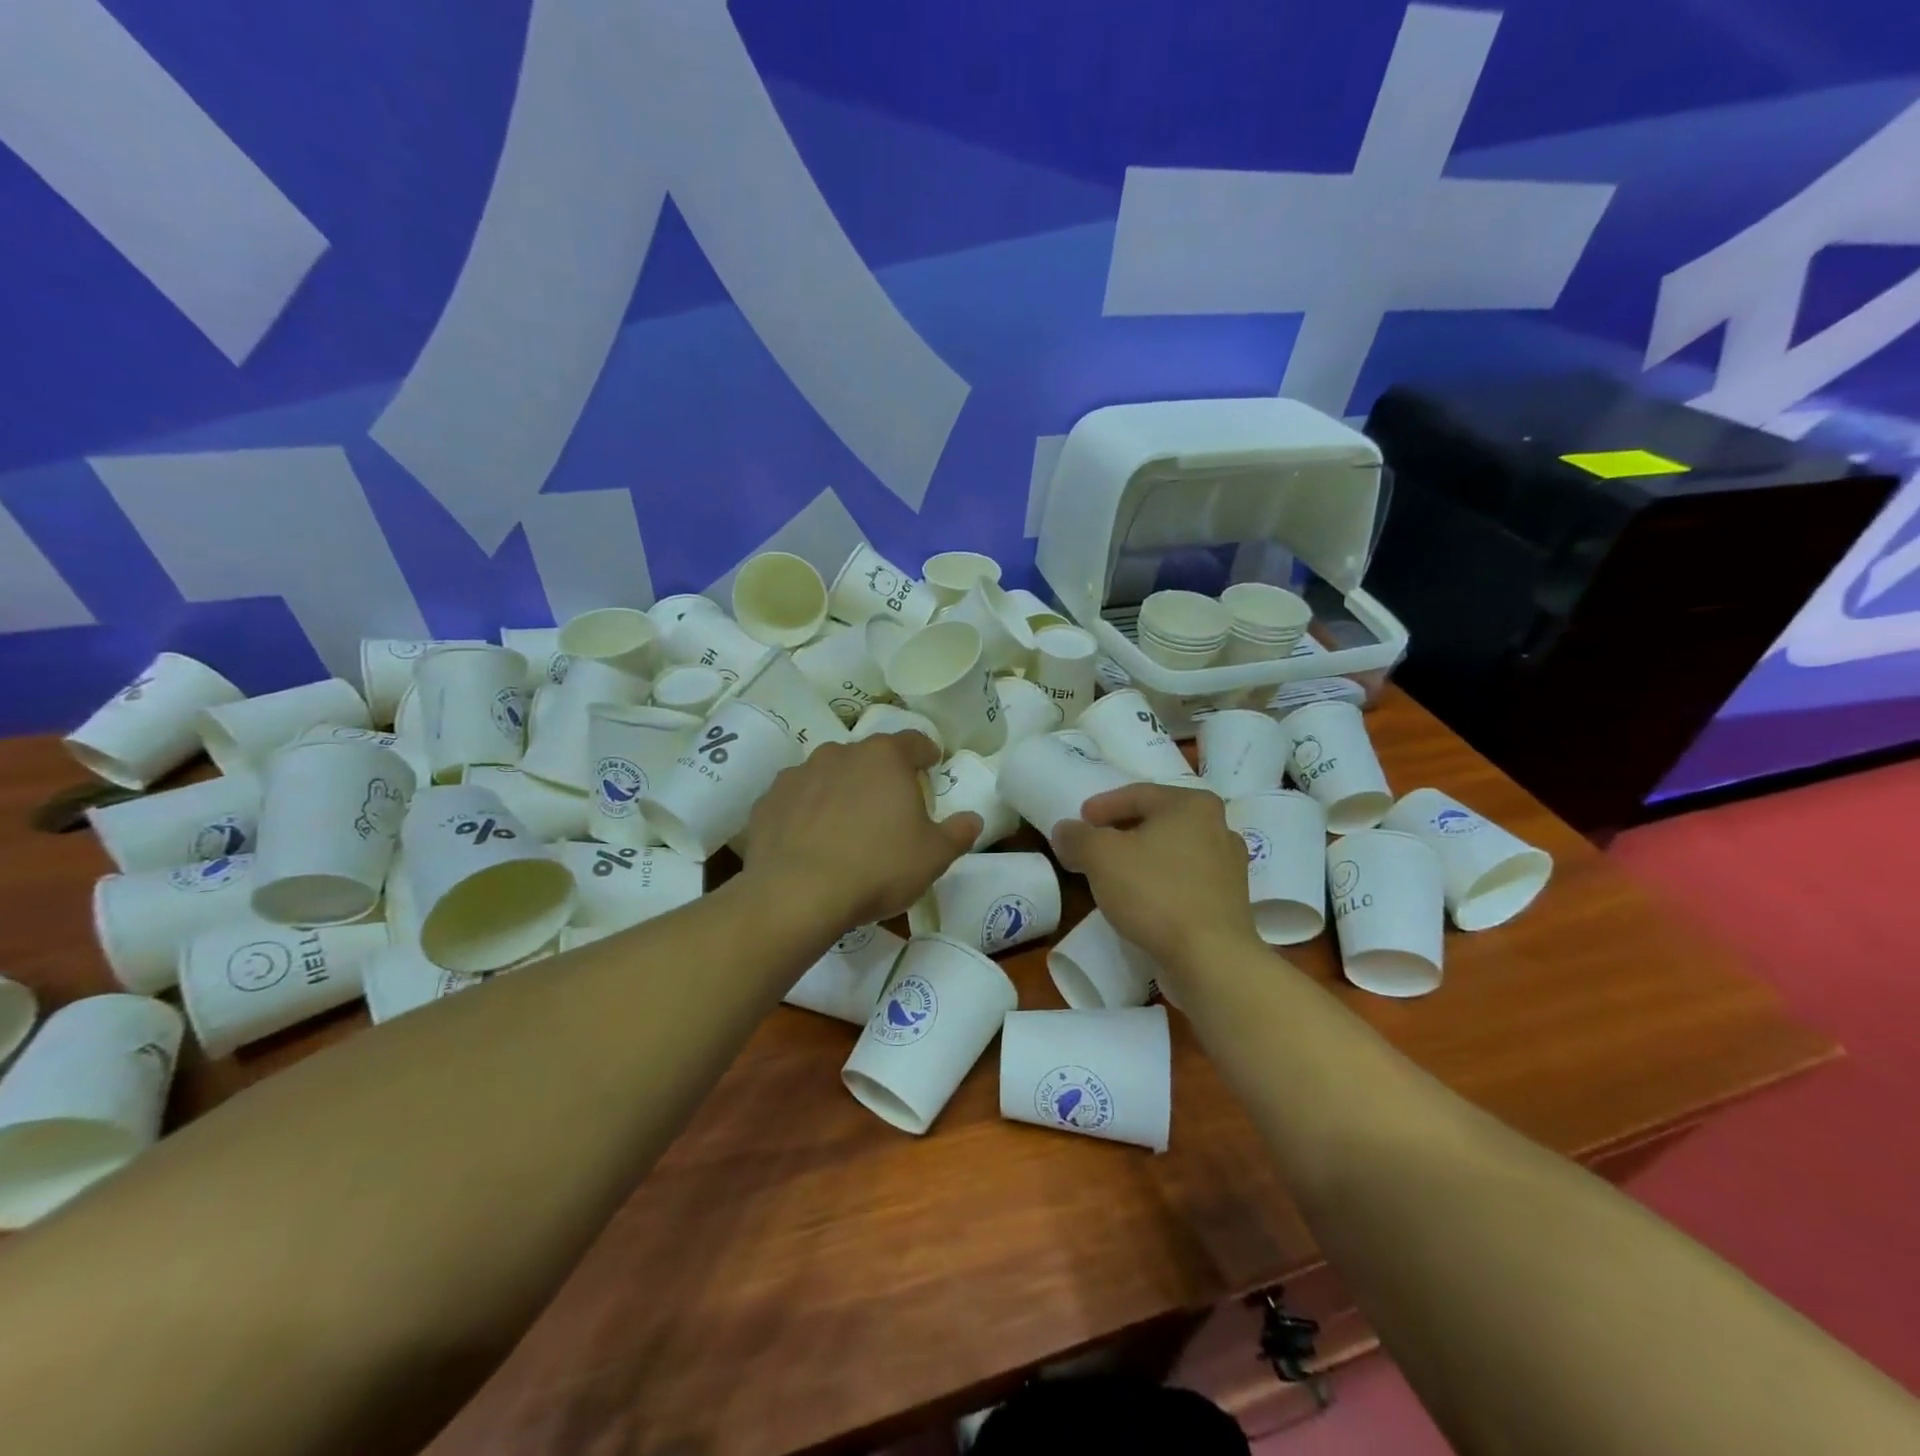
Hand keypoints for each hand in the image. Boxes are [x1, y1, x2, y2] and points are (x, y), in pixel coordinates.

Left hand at [741, 732, 980, 929]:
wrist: (795, 894)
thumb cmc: (877, 868)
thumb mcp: (933, 857)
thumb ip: (958, 833)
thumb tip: (973, 819)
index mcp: (884, 758)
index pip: (914, 741)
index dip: (926, 752)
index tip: (932, 764)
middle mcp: (840, 754)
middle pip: (868, 757)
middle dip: (881, 775)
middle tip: (890, 807)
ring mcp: (798, 775)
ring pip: (829, 775)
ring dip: (841, 791)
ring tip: (846, 826)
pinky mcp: (768, 801)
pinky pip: (797, 800)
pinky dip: (807, 812)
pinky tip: (810, 841)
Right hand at [1054, 783, 1258, 976]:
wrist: (1211, 959)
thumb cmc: (1155, 893)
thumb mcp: (1101, 857)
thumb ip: (1077, 837)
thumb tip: (1064, 830)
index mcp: (1192, 805)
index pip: (1138, 794)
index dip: (1103, 805)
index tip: (1080, 820)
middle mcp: (1218, 826)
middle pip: (1158, 820)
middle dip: (1122, 831)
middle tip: (1093, 844)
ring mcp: (1229, 866)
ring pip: (1173, 851)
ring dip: (1142, 857)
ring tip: (1113, 873)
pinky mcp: (1230, 901)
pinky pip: (1186, 879)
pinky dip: (1160, 881)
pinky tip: (1141, 898)